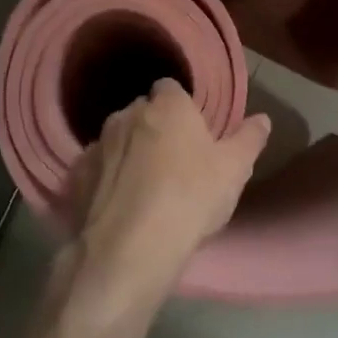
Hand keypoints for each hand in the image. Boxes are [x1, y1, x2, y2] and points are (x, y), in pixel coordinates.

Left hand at [65, 79, 271, 313]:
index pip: (170, 88)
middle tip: (172, 163)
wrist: (130, 249)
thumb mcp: (234, 171)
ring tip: (143, 188)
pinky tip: (117, 206)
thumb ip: (249, 139)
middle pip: (142, 113)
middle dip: (154, 129)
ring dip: (128, 154)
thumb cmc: (191, 199)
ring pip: (116, 140)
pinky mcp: (75, 175)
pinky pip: (95, 169)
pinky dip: (105, 179)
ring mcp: (96, 144)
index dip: (181, 108)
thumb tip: (263, 119)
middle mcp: (127, 115)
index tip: (192, 132)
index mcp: (167, 106)